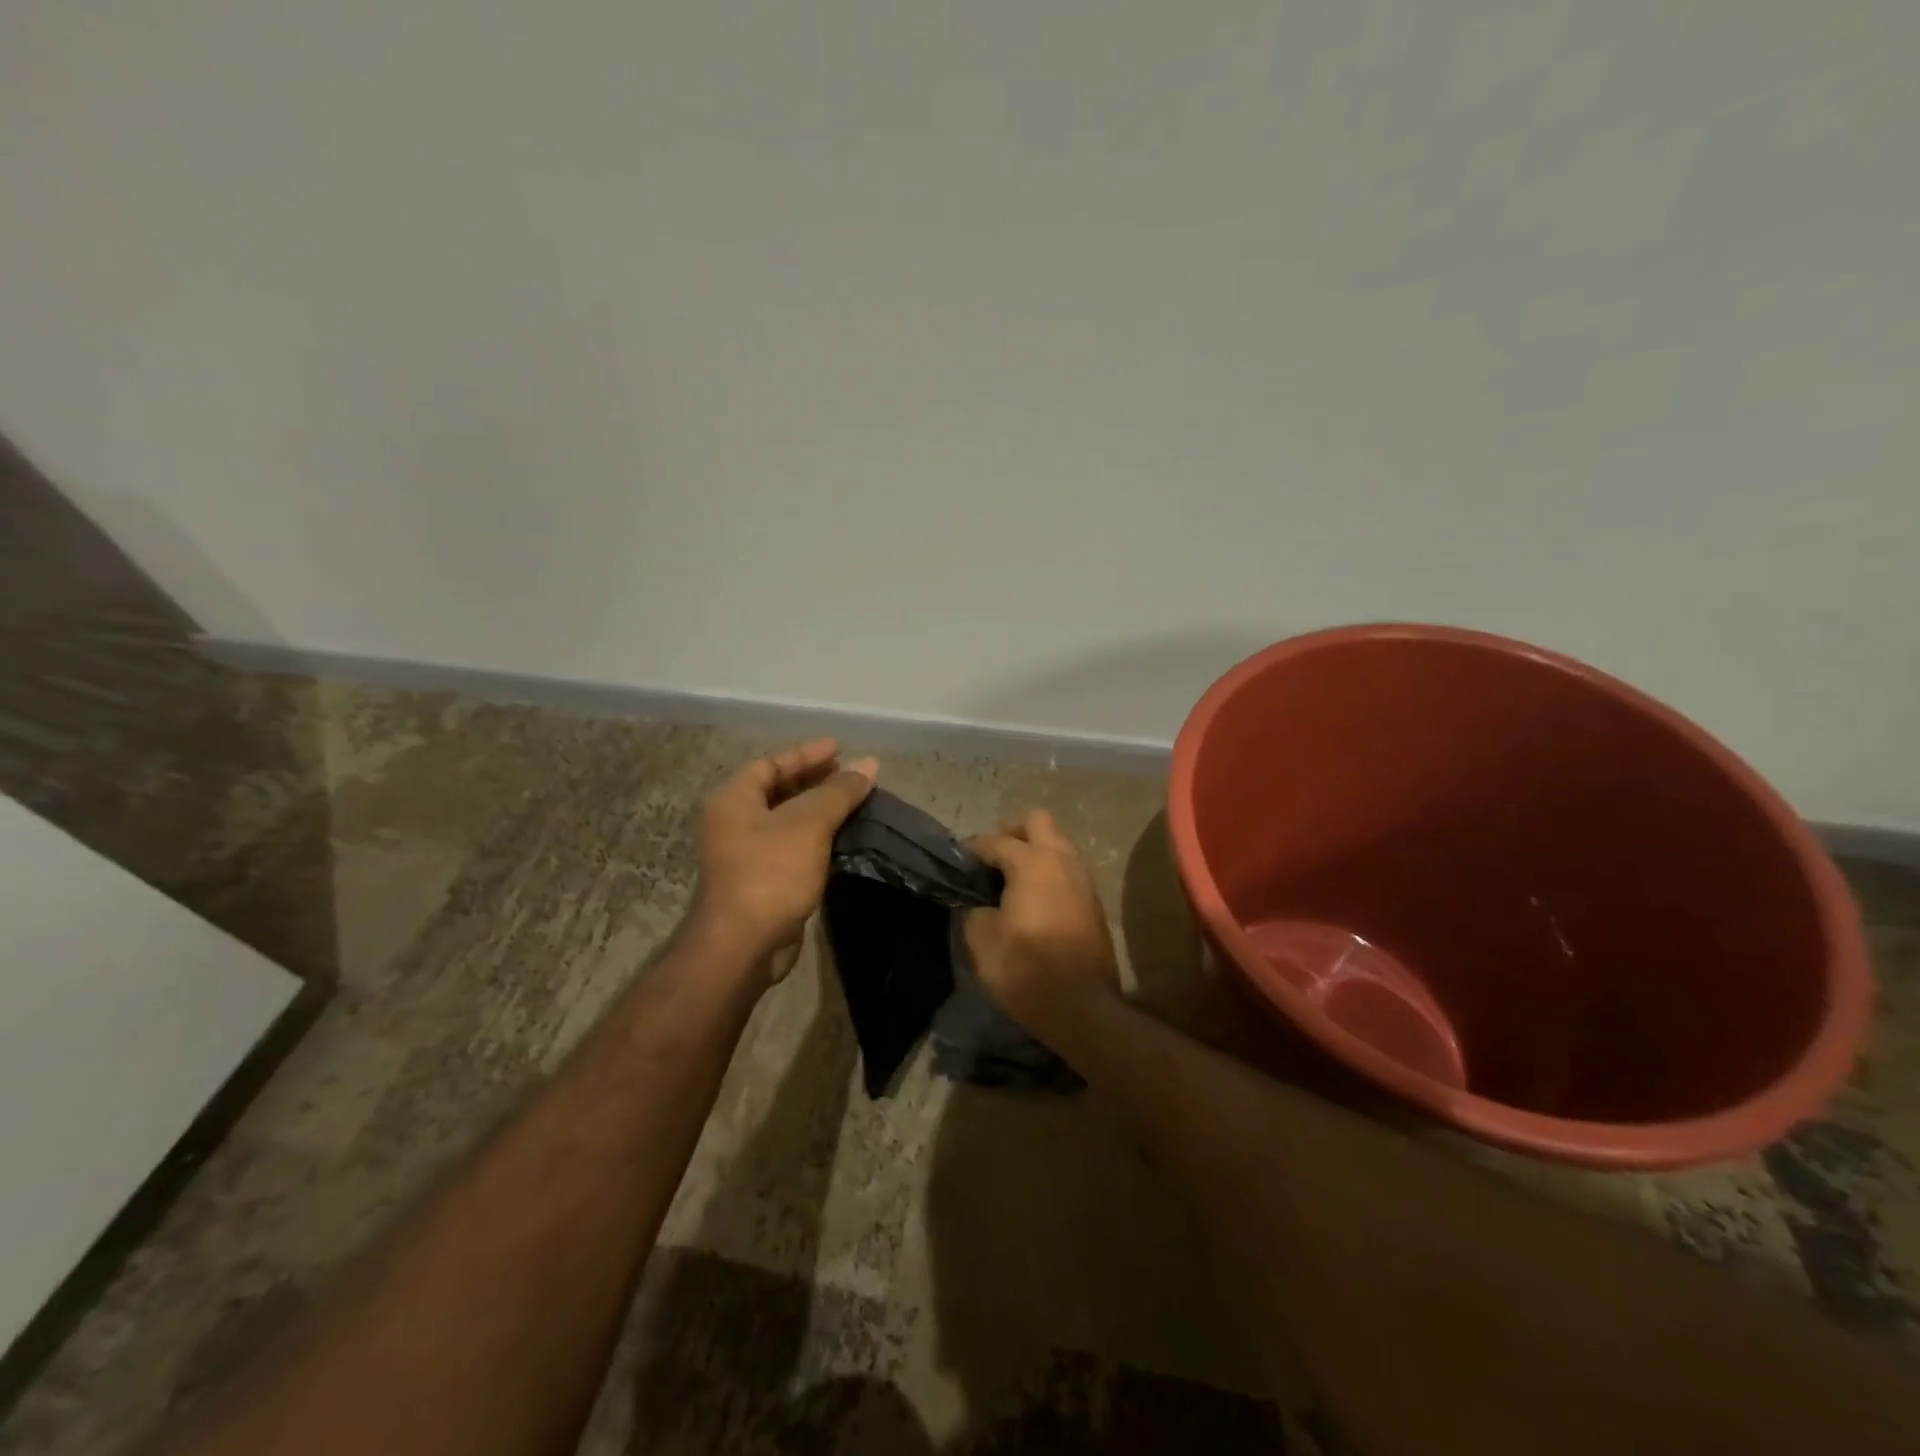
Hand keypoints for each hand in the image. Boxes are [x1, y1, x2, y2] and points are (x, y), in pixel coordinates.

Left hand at [695, 739, 877, 982]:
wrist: (744, 945)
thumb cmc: (771, 872)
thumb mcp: (809, 824)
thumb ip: (839, 792)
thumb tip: (869, 764)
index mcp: (733, 800)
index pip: (771, 764)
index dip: (806, 754)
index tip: (840, 748)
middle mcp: (733, 823)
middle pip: (777, 790)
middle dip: (815, 781)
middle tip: (850, 776)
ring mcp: (745, 854)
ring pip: (786, 820)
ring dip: (818, 810)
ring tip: (854, 802)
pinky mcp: (761, 881)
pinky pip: (791, 846)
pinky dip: (815, 837)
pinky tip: (843, 838)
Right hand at [964, 810, 1122, 1037]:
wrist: (1083, 1008)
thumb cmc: (1027, 970)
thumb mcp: (982, 941)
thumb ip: (974, 911)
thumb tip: (979, 904)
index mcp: (1032, 862)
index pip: (995, 841)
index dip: (973, 849)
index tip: (958, 861)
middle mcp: (1062, 860)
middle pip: (1037, 821)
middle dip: (1011, 832)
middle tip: (991, 859)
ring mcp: (1083, 879)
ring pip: (1057, 844)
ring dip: (1034, 852)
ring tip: (1009, 880)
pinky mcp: (1093, 901)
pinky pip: (1066, 869)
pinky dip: (1048, 872)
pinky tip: (1031, 899)